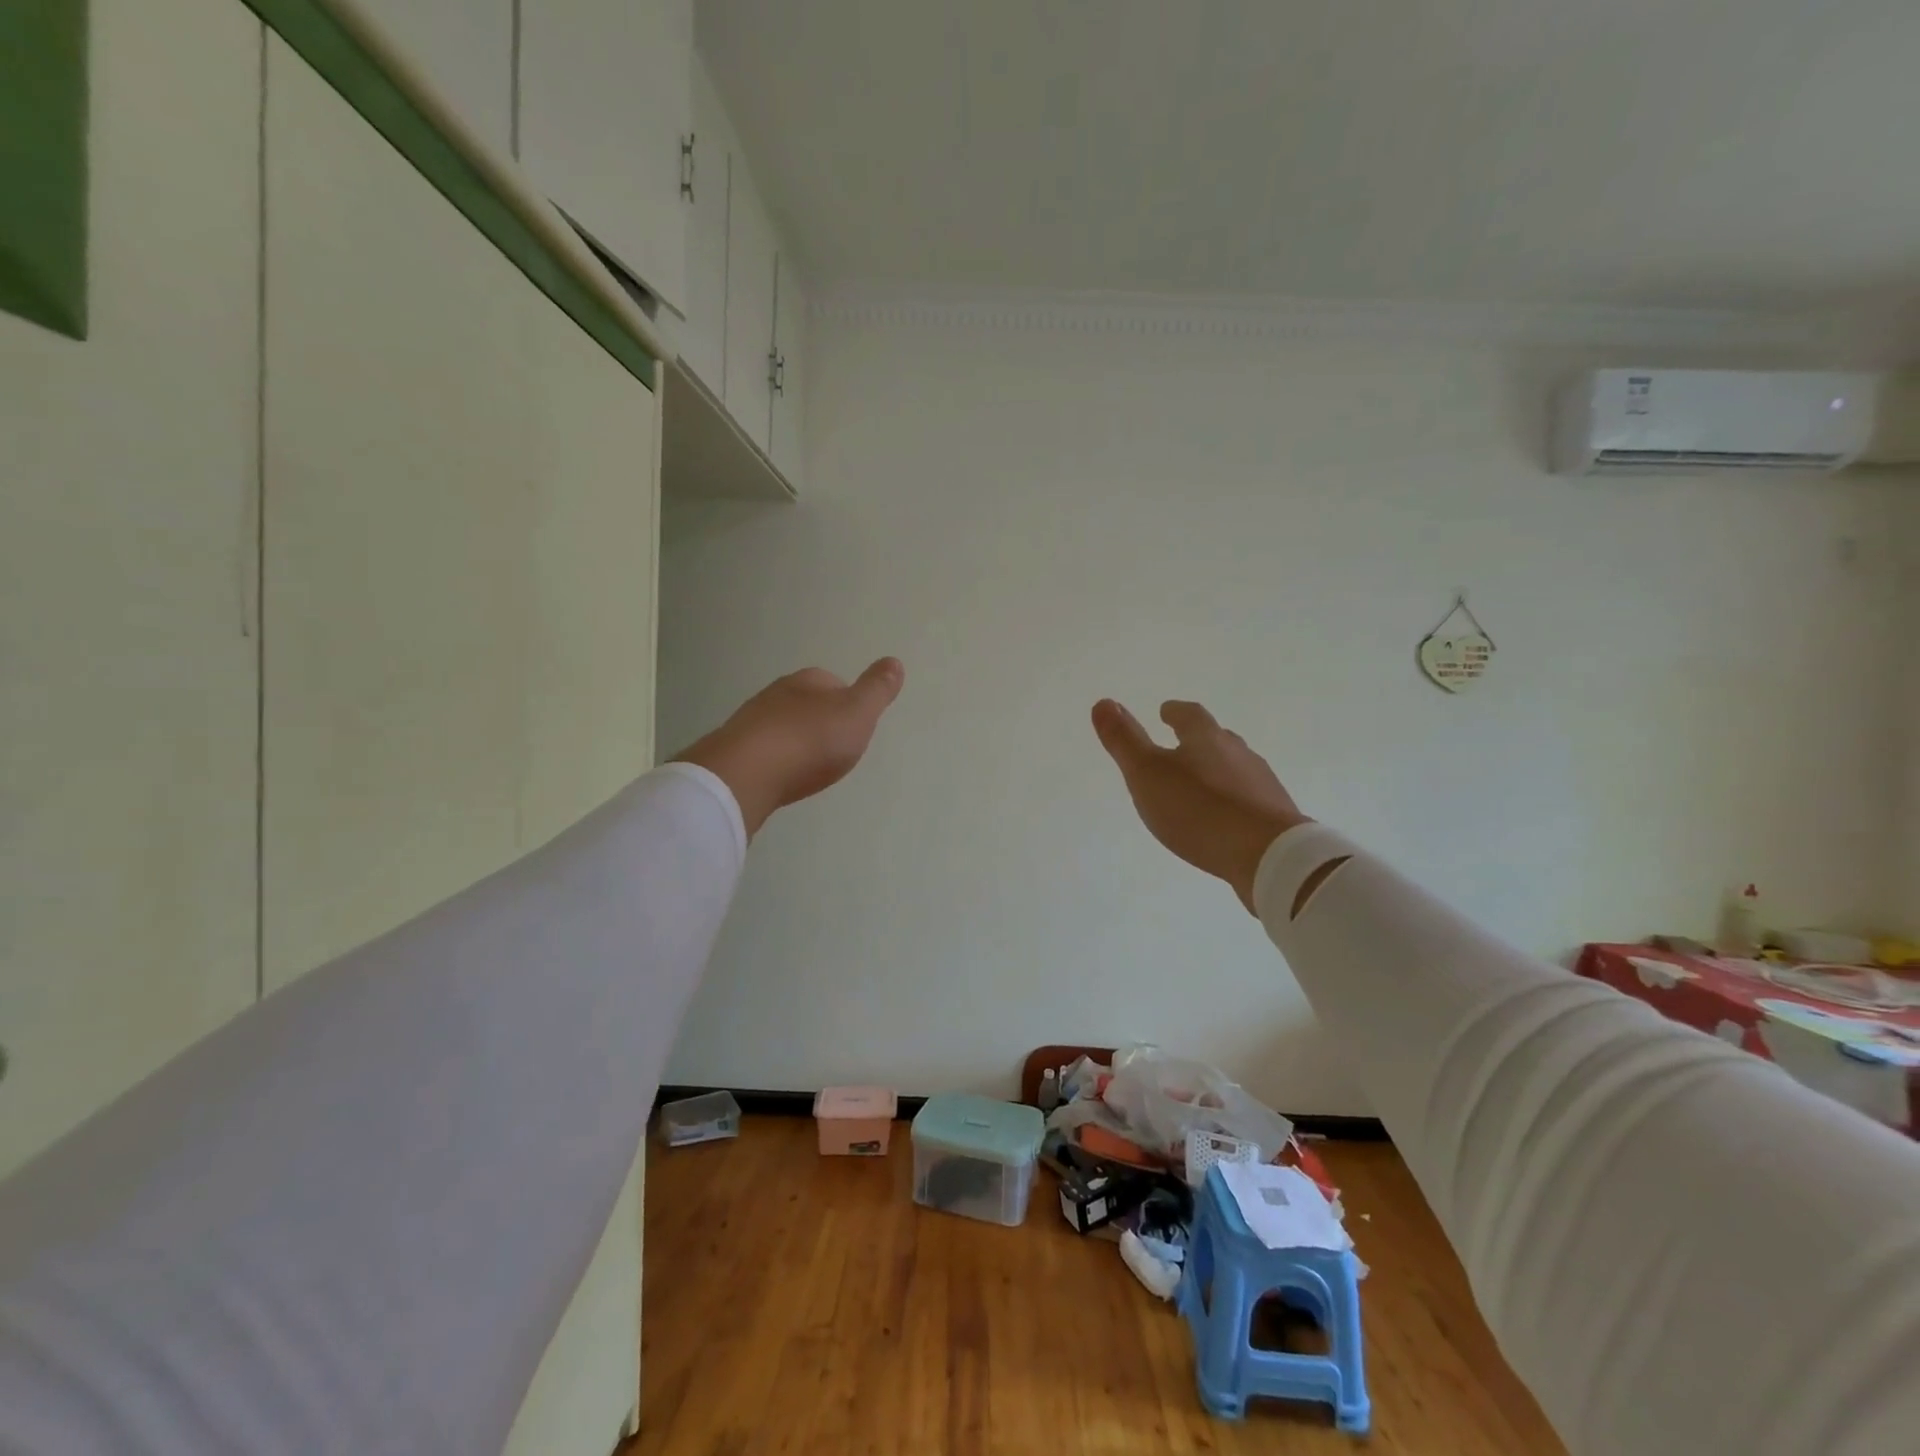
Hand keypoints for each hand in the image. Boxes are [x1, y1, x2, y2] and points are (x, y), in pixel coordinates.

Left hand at [674, 659, 905, 836]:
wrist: (747, 773)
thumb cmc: (811, 741)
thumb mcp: (858, 713)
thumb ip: (877, 689)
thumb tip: (894, 661)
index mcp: (810, 680)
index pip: (835, 683)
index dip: (849, 704)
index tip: (856, 728)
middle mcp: (778, 692)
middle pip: (807, 703)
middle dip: (821, 722)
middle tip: (834, 749)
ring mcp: (751, 719)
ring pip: (782, 725)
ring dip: (795, 741)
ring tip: (808, 766)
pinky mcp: (734, 748)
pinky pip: (763, 749)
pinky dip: (775, 759)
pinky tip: (781, 776)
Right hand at [1092, 698, 1307, 912]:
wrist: (1268, 855)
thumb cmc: (1198, 810)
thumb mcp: (1147, 774)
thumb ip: (1124, 740)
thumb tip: (1103, 702)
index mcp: (1206, 738)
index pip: (1189, 715)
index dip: (1174, 712)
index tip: (1165, 711)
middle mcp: (1238, 753)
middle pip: (1217, 738)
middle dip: (1198, 739)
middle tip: (1181, 745)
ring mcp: (1261, 784)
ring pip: (1235, 768)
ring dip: (1217, 770)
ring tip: (1200, 784)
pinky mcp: (1275, 816)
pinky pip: (1248, 799)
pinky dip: (1233, 801)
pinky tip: (1225, 819)